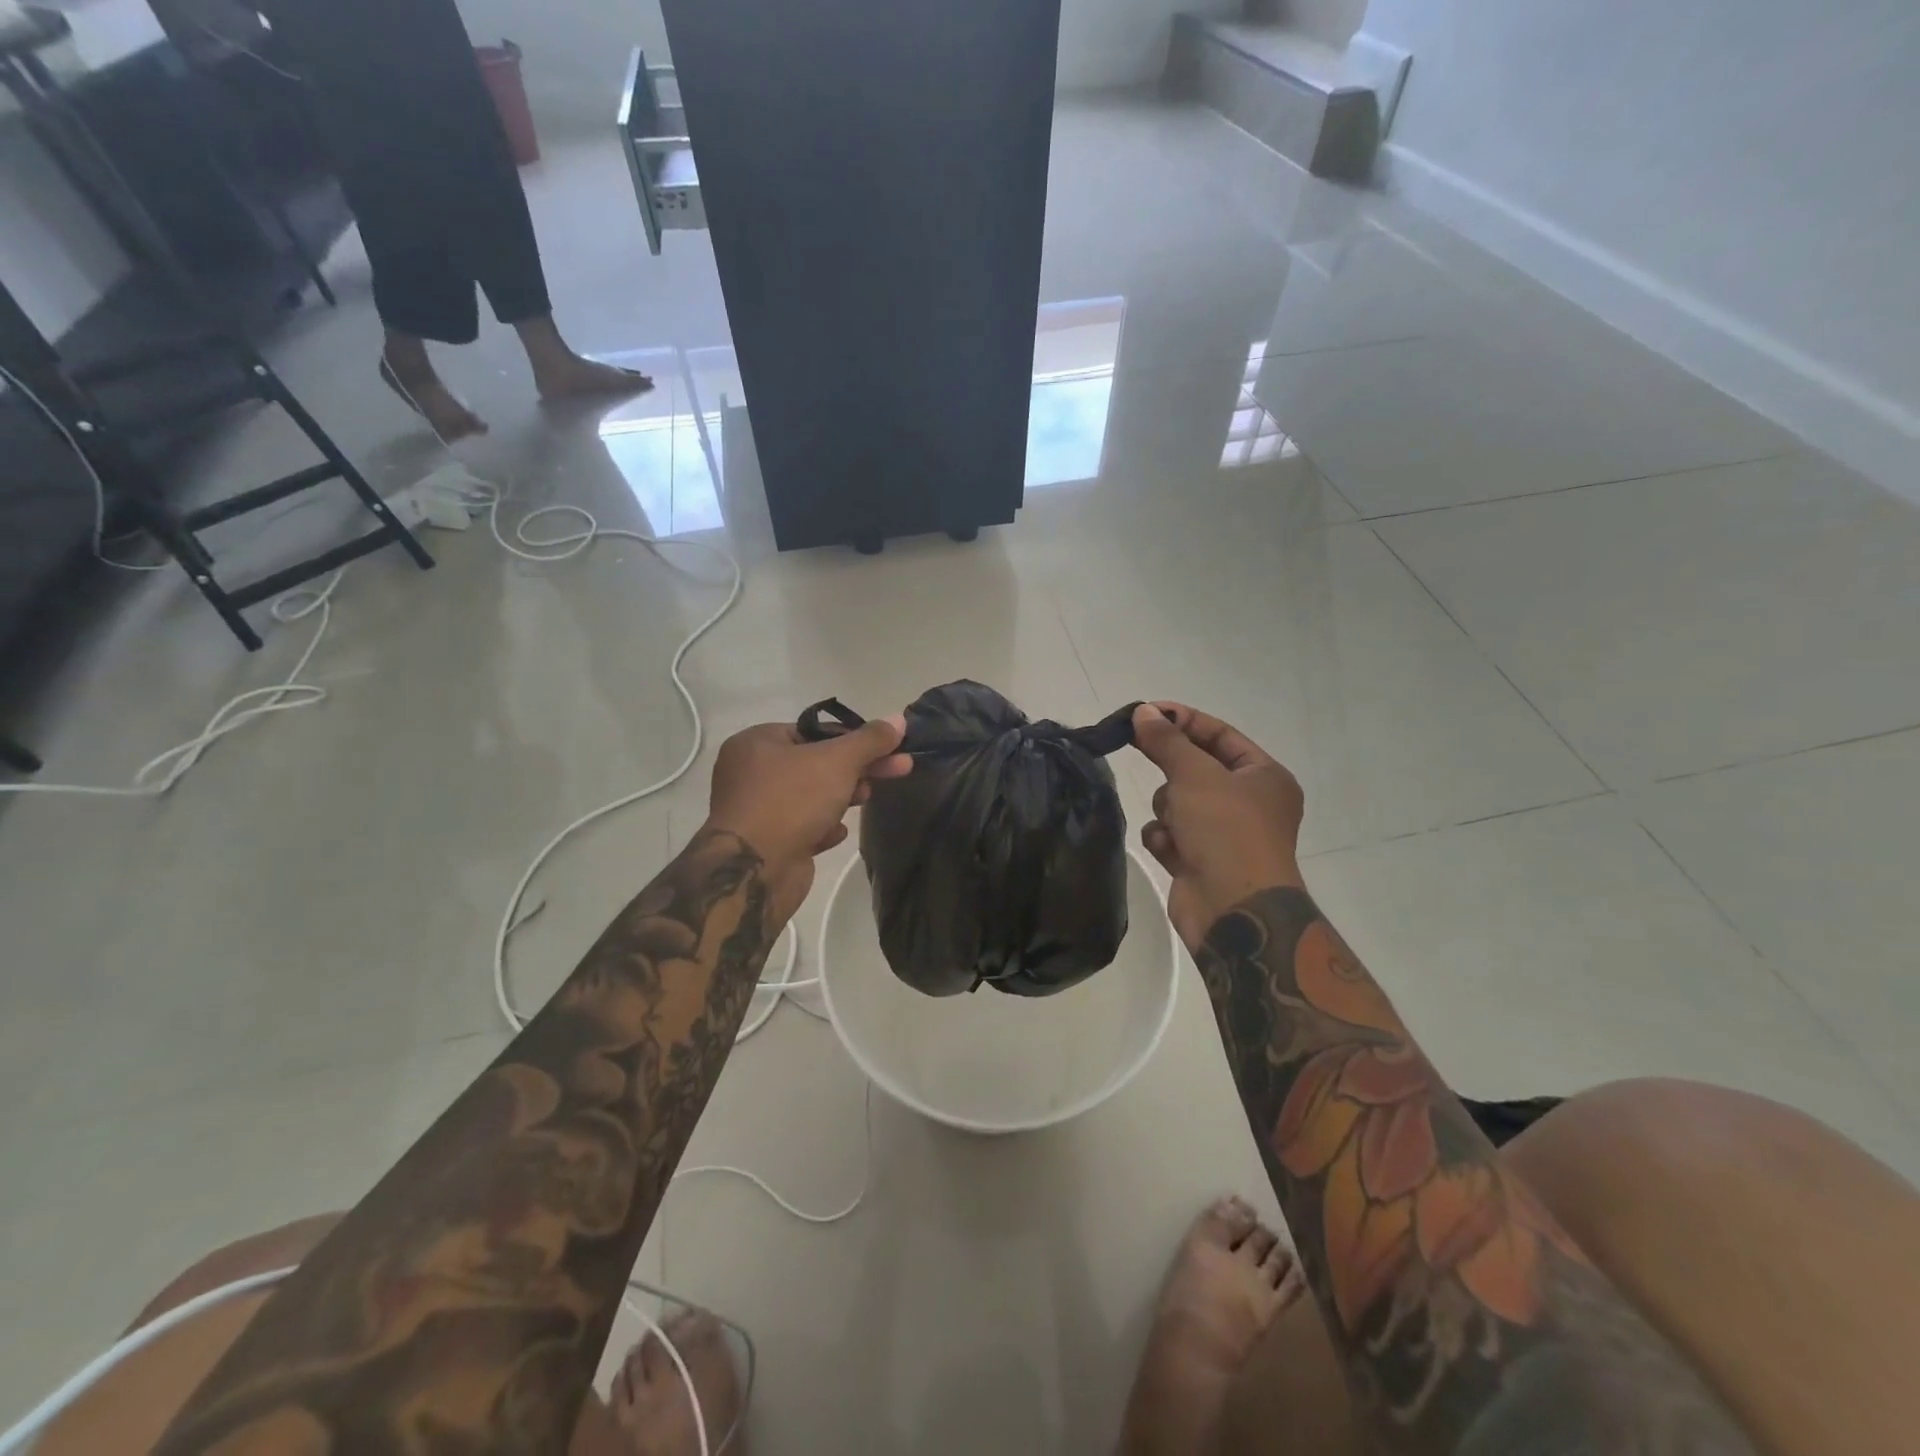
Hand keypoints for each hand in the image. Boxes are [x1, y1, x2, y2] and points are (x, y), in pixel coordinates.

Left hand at [705, 715, 911, 918]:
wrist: (754, 870)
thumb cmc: (791, 801)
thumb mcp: (837, 761)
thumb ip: (870, 740)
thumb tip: (899, 719)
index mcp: (757, 743)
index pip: (815, 731)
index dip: (855, 738)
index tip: (890, 747)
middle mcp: (751, 773)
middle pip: (816, 763)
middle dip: (857, 768)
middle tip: (897, 769)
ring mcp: (757, 810)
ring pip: (811, 796)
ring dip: (841, 798)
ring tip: (866, 800)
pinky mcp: (768, 843)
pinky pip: (803, 826)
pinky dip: (822, 828)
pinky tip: (835, 833)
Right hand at [1131, 702, 1305, 948]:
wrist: (1234, 911)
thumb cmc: (1226, 831)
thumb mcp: (1195, 775)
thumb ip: (1166, 741)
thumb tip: (1144, 712)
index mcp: (1264, 776)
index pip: (1220, 734)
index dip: (1183, 720)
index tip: (1144, 712)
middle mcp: (1249, 803)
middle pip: (1196, 768)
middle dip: (1173, 771)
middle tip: (1138, 748)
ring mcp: (1225, 834)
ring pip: (1178, 802)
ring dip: (1168, 809)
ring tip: (1174, 824)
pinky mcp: (1201, 861)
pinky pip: (1171, 834)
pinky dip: (1165, 838)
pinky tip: (1169, 849)